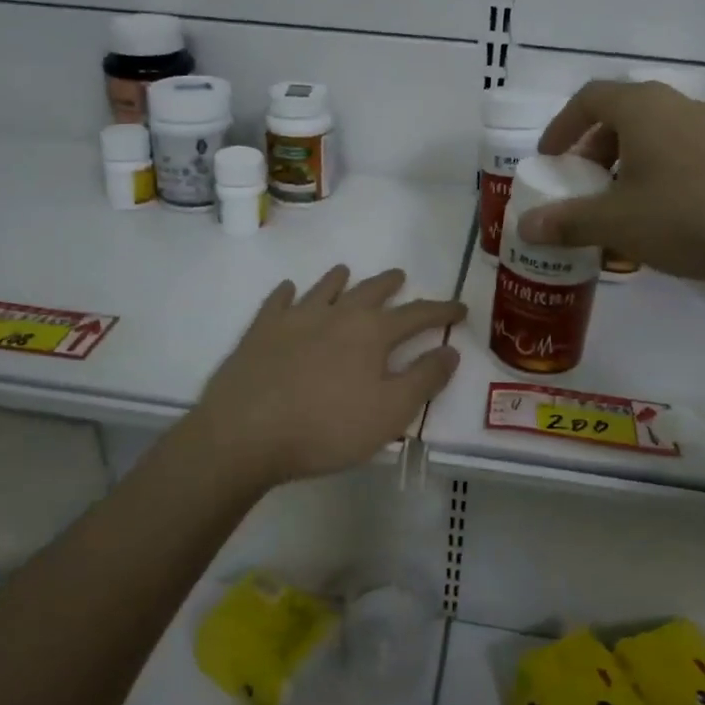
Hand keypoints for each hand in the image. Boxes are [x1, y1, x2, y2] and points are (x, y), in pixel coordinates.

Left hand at [184, 265, 465, 485]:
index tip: (459, 308)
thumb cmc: (326, 427)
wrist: (245, 432)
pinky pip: (278, 302)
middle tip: (400, 276)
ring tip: (346, 271)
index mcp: (371, 333)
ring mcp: (295, 318)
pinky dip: (287, 293)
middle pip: (369, 291)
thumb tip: (451, 351)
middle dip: (389, 284)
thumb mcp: (390, 412)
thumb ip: (424, 379)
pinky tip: (288, 291)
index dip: (441, 311)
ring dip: (339, 279)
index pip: (416, 314)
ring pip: (324, 288)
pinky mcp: (261, 331)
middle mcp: (336, 314)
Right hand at [516, 79, 704, 284]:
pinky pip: (681, 155)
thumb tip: (524, 227)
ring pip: (653, 137)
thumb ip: (567, 222)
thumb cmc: (687, 215)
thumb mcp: (617, 223)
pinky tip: (661, 218)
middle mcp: (676, 107)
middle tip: (581, 185)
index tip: (549, 159)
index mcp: (642, 107)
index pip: (589, 98)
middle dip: (593, 149)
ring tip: (618, 206)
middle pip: (622, 115)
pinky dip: (657, 176)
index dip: (562, 126)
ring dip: (626, 165)